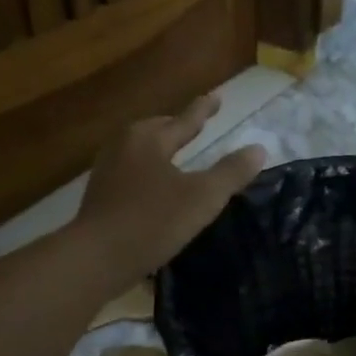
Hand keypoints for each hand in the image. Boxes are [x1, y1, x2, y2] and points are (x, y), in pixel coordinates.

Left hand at [73, 94, 266, 284]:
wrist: (96, 258)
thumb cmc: (153, 221)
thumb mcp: (202, 197)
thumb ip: (231, 172)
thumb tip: (258, 149)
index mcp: (149, 138)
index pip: (185, 119)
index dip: (204, 109)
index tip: (216, 97)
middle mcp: (124, 145)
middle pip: (157, 130)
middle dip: (176, 128)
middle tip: (195, 127)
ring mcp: (107, 170)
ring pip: (141, 152)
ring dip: (160, 152)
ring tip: (175, 157)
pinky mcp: (99, 196)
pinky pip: (131, 173)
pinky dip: (148, 174)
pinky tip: (155, 189)